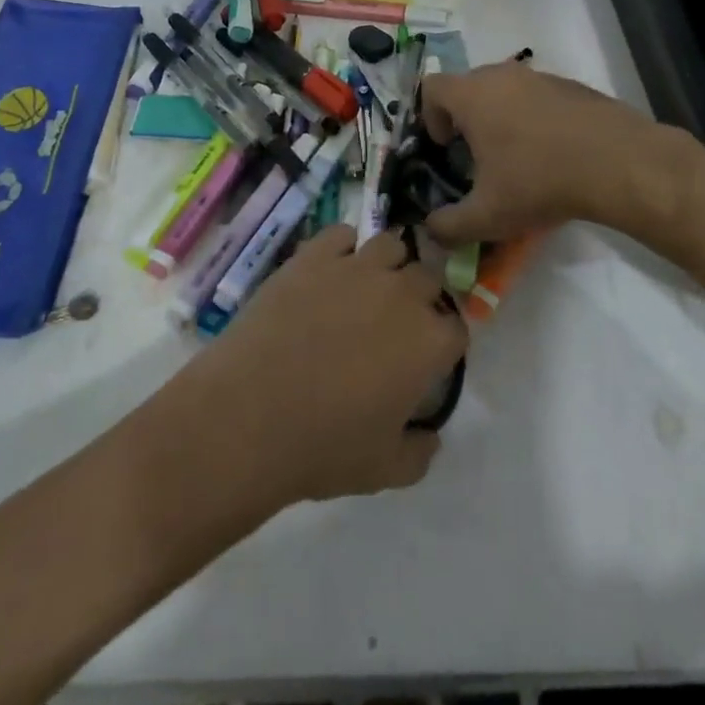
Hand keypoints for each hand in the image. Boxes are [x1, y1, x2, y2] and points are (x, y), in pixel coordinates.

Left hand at [185, 227, 467, 507]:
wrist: (248, 415)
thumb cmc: (323, 448)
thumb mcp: (386, 470)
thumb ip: (421, 451)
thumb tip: (430, 435)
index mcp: (429, 342)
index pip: (456, 329)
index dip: (443, 344)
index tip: (425, 360)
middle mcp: (402, 293)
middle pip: (427, 280)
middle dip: (419, 300)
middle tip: (392, 327)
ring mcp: (356, 267)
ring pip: (390, 246)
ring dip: (387, 266)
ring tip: (365, 290)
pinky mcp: (314, 255)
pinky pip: (342, 234)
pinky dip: (343, 248)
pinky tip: (329, 272)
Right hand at [420, 60, 689, 244]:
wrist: (619, 163)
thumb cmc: (540, 182)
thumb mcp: (487, 216)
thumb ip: (448, 226)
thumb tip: (431, 231)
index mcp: (473, 96)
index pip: (432, 88)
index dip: (429, 117)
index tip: (446, 148)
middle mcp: (502, 76)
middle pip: (468, 86)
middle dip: (464, 119)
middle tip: (476, 157)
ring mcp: (540, 77)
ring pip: (504, 89)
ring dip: (500, 117)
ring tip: (516, 158)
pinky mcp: (571, 85)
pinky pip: (537, 96)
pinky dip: (534, 117)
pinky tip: (552, 153)